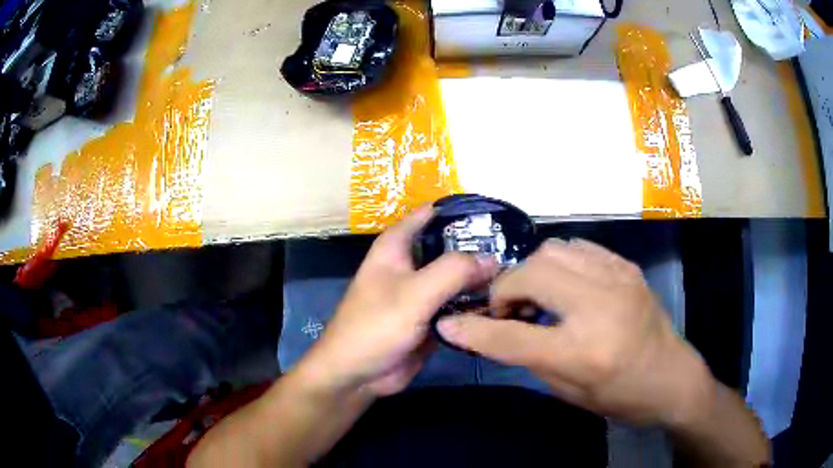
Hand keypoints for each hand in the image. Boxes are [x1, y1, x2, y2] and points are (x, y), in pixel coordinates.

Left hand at [297, 207, 497, 397]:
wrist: (358, 375)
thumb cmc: (375, 326)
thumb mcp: (414, 293)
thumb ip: (454, 271)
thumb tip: (493, 258)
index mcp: (397, 247)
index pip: (430, 215)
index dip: (459, 210)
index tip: (495, 212)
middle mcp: (411, 265)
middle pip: (450, 248)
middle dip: (479, 248)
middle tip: (517, 249)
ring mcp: (422, 293)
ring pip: (457, 278)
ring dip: (481, 279)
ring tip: (517, 275)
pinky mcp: (431, 318)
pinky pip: (458, 305)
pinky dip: (476, 304)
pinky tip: (503, 303)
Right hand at [437, 239, 714, 425]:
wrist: (671, 376)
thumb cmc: (620, 396)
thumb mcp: (568, 390)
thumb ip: (527, 356)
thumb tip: (489, 331)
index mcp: (584, 352)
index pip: (513, 336)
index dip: (474, 330)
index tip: (449, 323)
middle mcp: (600, 306)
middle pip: (531, 274)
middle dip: (505, 290)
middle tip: (507, 311)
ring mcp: (617, 278)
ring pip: (552, 251)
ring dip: (531, 272)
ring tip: (535, 297)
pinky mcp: (626, 266)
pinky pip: (578, 248)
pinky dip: (558, 263)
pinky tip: (563, 285)